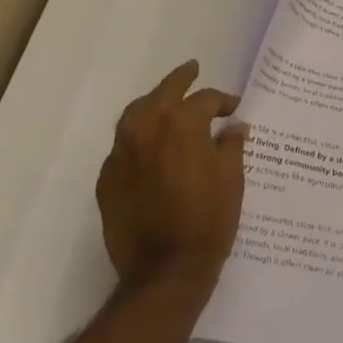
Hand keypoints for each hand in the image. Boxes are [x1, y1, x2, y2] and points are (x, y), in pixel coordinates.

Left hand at [95, 61, 247, 294]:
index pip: (205, 100)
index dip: (223, 102)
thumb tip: (234, 128)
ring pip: (135, 113)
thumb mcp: (232, 180)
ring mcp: (122, 152)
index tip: (234, 109)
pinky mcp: (107, 178)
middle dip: (182, 79)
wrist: (164, 271)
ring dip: (154, 103)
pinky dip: (138, 137)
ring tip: (166, 102)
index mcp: (182, 123)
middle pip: (164, 91)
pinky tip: (151, 147)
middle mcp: (148, 128)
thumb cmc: (208, 221)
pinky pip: (124, 145)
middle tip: (193, 70)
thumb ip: (231, 146)